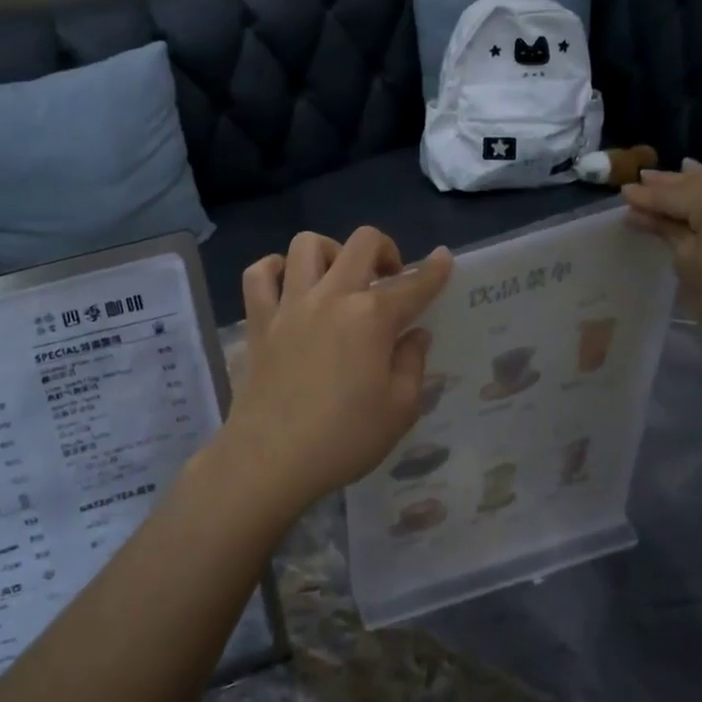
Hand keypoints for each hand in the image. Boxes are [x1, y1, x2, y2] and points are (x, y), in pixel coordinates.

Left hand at [221, 228, 452, 514]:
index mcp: (372, 317)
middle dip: (385, 248)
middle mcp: (332, 297)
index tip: (443, 258)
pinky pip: (258, 274)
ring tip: (337, 279)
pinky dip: (273, 269)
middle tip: (389, 277)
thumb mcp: (399, 410)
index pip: (413, 285)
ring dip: (330, 252)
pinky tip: (287, 284)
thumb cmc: (344, 438)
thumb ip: (412, 364)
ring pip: (306, 244)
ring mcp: (290, 304)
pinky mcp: (259, 321)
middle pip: (361, 243)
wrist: (271, 458)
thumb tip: (415, 334)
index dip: (434, 270)